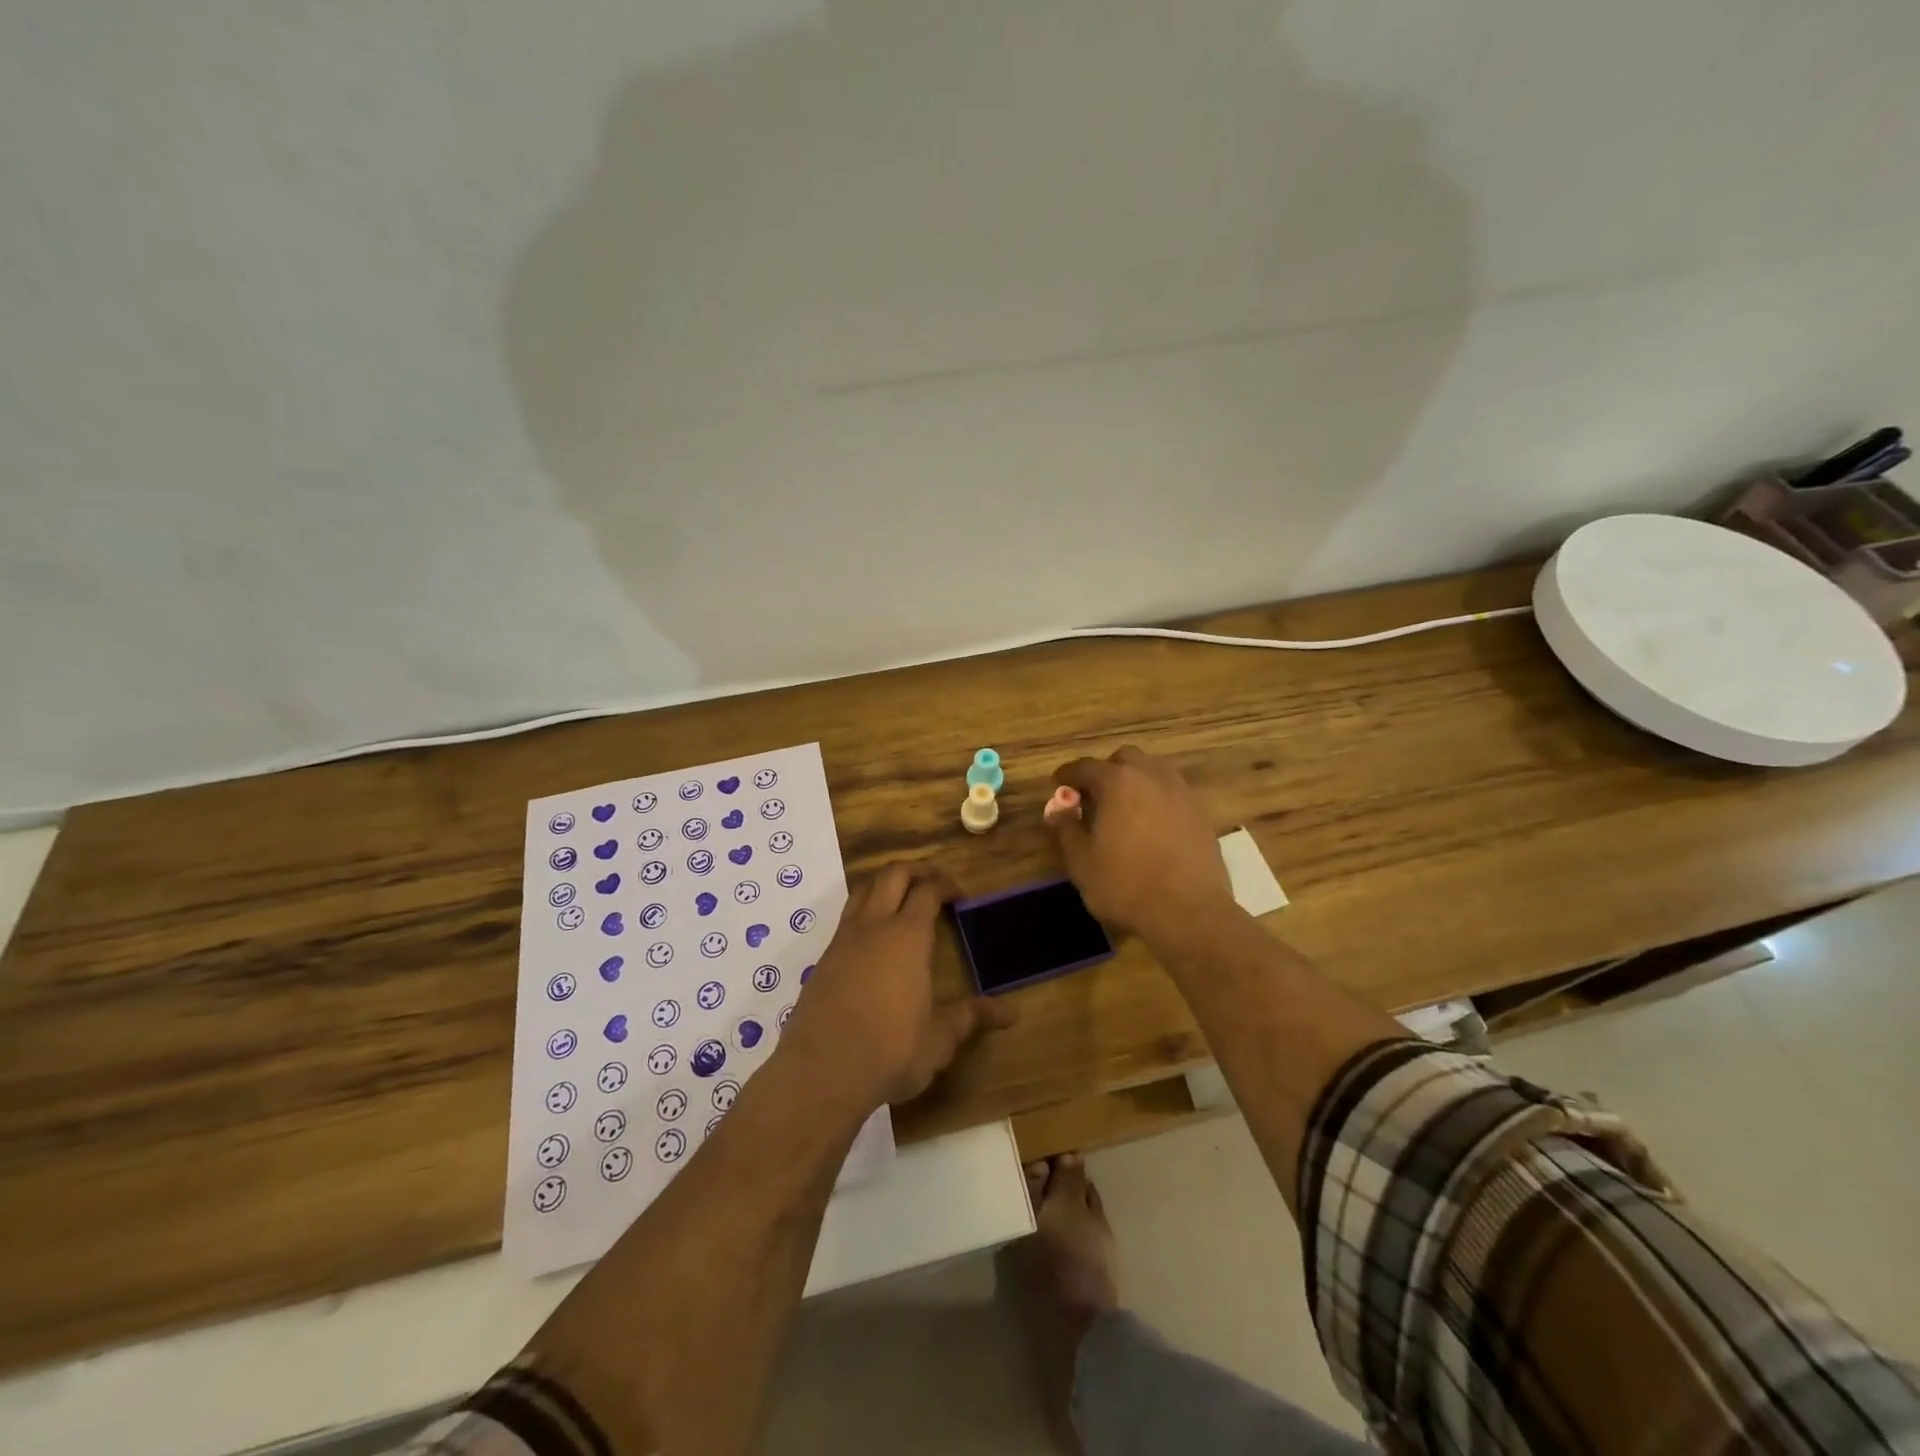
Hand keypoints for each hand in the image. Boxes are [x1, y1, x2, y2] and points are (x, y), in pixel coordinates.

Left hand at [780, 864, 1013, 1111]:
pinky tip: (873, 939)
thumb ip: (971, 1017)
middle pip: (893, 874)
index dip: (946, 885)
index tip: (959, 896)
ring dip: (884, 884)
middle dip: (916, 870)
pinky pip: (846, 918)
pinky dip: (864, 912)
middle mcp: (874, 926)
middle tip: (933, 882)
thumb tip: (1010, 1012)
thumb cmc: (890, 1050)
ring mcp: (844, 939)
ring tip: (901, 899)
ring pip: (863, 889)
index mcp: (908, 936)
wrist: (821, 1070)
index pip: (928, 890)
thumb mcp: (939, 1039)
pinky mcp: (824, 958)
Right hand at [1048, 746, 1235, 949]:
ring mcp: (1181, 793)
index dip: (1068, 775)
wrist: (1188, 912)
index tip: (1058, 785)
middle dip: (1106, 772)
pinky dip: (1157, 801)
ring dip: (1135, 783)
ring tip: (1124, 810)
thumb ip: (1066, 828)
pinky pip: (1173, 794)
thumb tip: (1057, 808)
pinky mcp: (1201, 814)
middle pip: (1125, 759)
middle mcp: (1152, 776)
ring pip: (1154, 772)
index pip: (1086, 767)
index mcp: (1118, 782)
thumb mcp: (1081, 861)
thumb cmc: (1125, 885)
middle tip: (1094, 798)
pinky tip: (1151, 827)